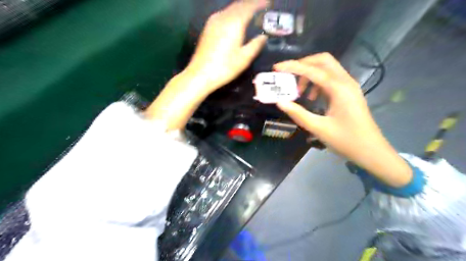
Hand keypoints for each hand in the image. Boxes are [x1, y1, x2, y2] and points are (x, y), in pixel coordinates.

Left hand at [146, 0, 269, 130]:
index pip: (249, 6)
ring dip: (241, 7)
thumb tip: (263, 37)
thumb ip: (255, 45)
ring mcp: (213, 21)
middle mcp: (223, 17)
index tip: (268, 2)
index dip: (259, 3)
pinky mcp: (208, 28)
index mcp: (234, 23)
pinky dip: (233, 13)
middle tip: (261, 6)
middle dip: (251, 3)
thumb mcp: (244, 58)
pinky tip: (236, 19)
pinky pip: (223, 14)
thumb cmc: (225, 67)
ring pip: (230, 8)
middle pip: (239, 4)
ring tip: (250, 11)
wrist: (201, 74)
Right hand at [274, 53, 410, 187]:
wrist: (371, 151)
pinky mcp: (349, 93)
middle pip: (323, 61)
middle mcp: (346, 82)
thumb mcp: (319, 128)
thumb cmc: (346, 141)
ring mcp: (349, 86)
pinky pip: (331, 79)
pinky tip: (312, 98)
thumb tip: (280, 102)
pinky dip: (317, 82)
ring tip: (299, 92)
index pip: (313, 70)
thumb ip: (298, 114)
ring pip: (327, 69)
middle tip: (288, 75)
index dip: (293, 67)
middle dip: (303, 64)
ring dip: (310, 74)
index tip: (277, 67)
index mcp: (339, 89)